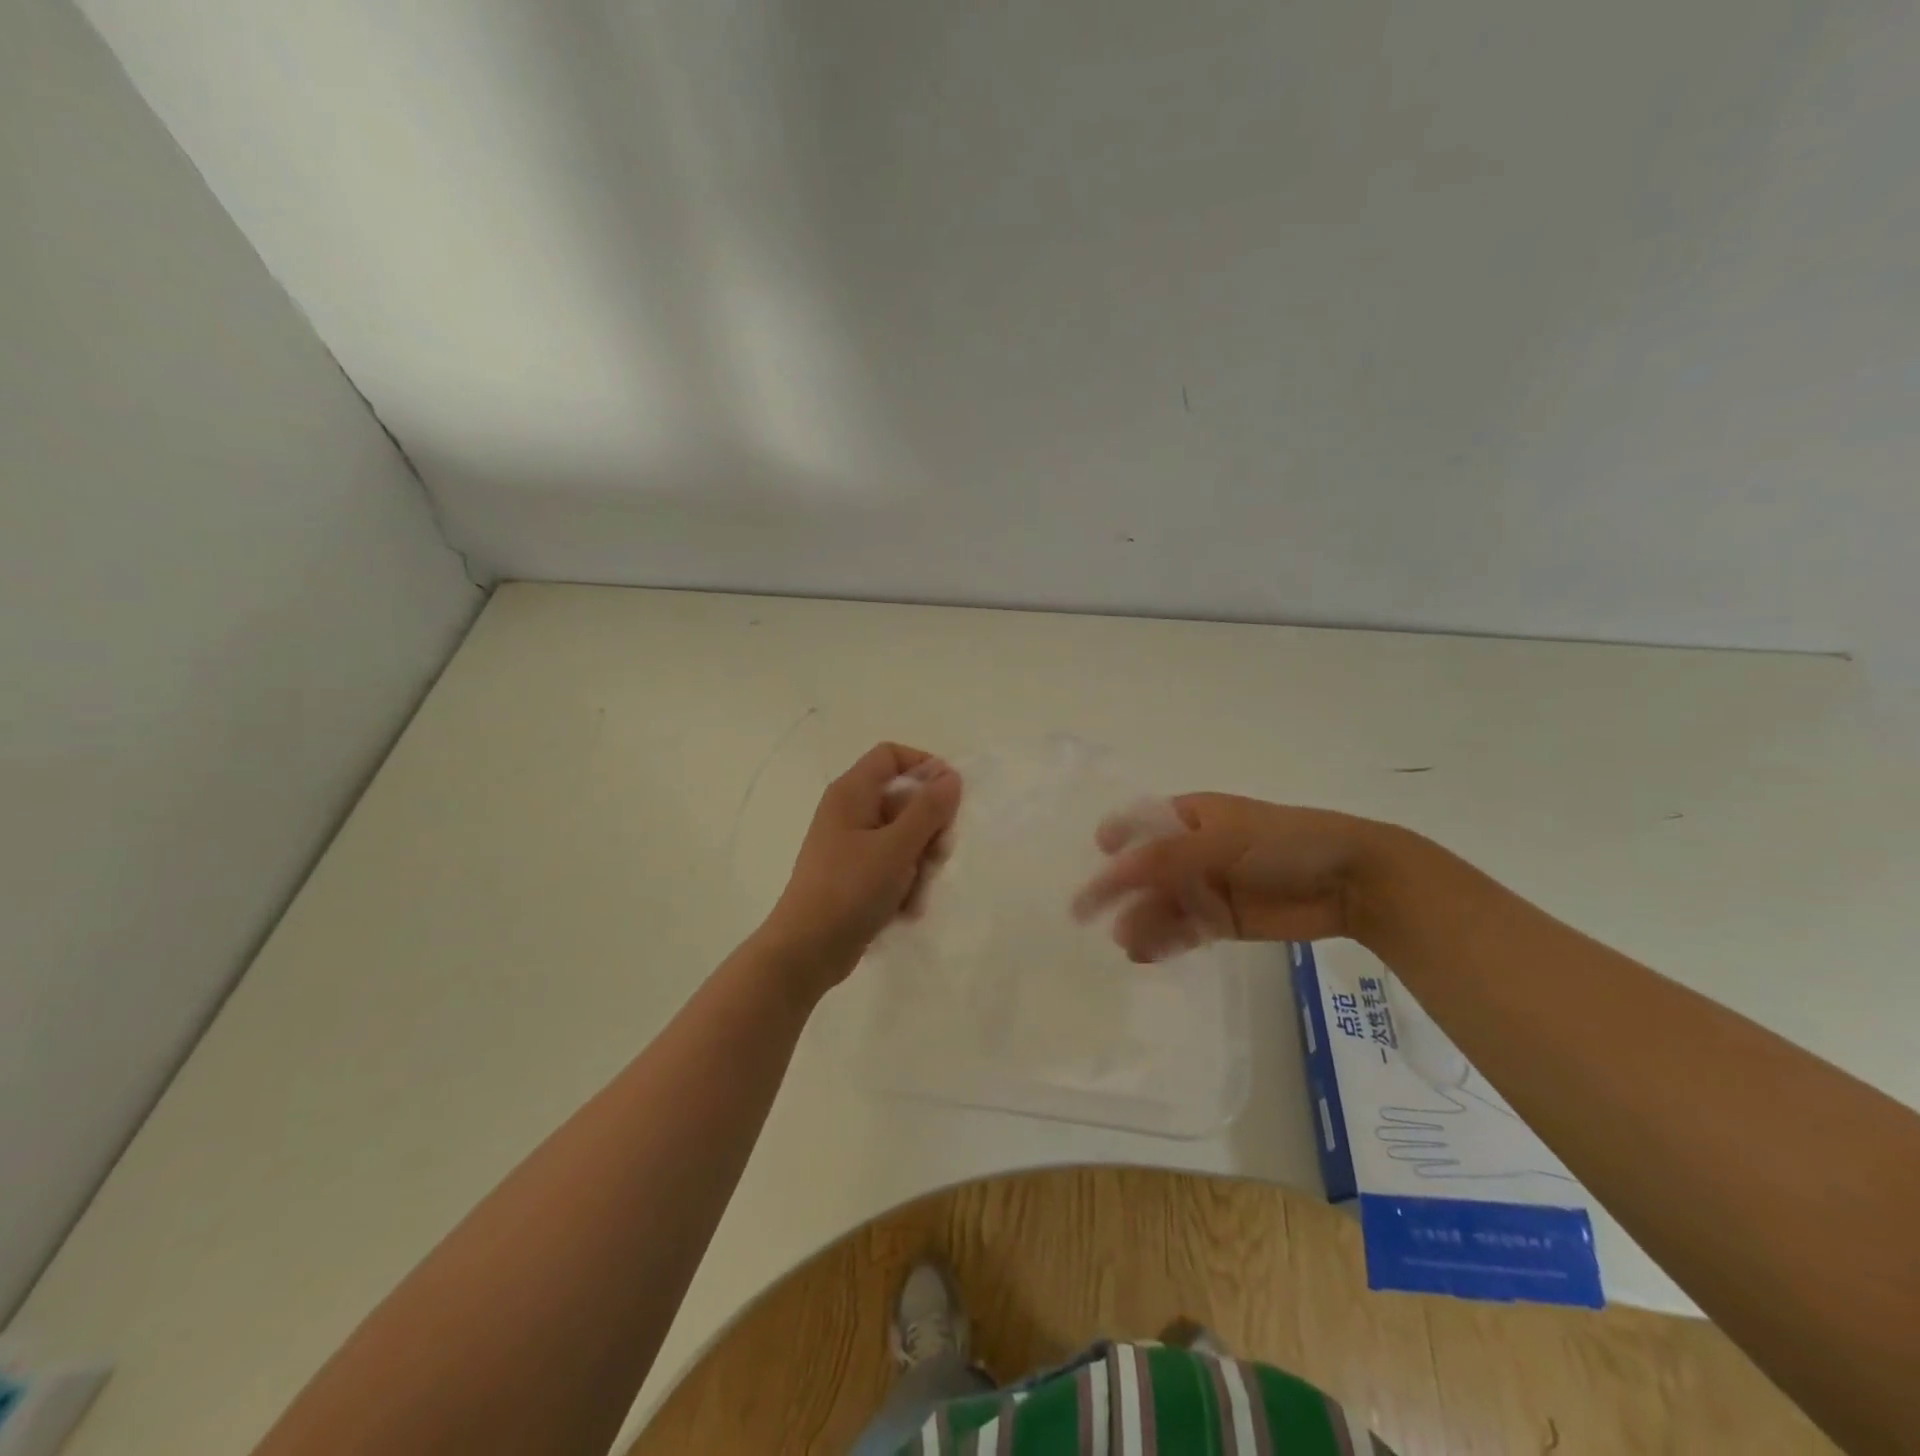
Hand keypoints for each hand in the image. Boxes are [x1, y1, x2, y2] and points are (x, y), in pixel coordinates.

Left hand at [758, 743, 961, 991]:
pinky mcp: (856, 875)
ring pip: (904, 837)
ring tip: (916, 890)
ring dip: (920, 861)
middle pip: (904, 799)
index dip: (924, 767)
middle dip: (929, 827)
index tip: (950, 796)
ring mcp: (852, 845)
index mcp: (852, 792)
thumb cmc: (850, 889)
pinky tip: (906, 907)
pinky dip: (905, 882)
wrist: (807, 950)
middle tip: (937, 854)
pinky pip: (893, 865)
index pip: (891, 756)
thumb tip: (951, 775)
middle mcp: (850, 812)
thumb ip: (928, 809)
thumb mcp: (897, 846)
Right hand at [1071, 793, 1387, 961]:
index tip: (1096, 855)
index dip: (1116, 838)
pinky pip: (1182, 931)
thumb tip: (1113, 867)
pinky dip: (1163, 942)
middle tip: (1086, 914)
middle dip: (1119, 890)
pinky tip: (1145, 955)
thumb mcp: (1222, 841)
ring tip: (1128, 942)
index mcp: (1191, 817)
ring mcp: (1206, 887)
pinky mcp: (1222, 922)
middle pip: (1145, 870)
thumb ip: (1167, 857)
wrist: (1351, 882)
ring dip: (1140, 920)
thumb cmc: (1284, 843)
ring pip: (1161, 905)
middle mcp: (1192, 851)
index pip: (1142, 824)